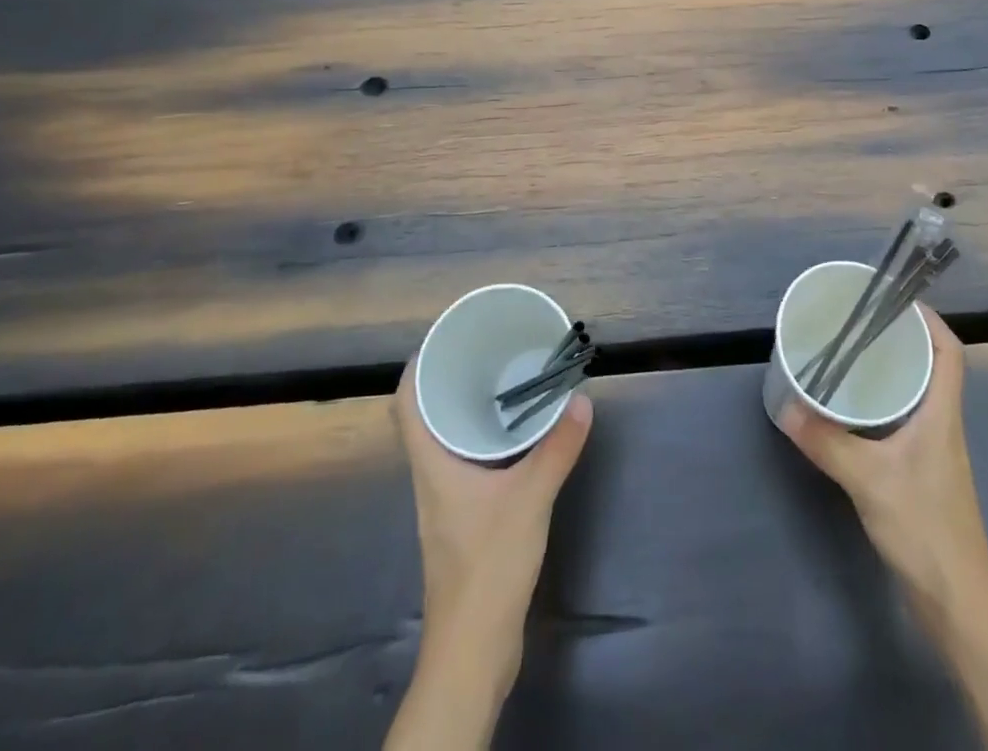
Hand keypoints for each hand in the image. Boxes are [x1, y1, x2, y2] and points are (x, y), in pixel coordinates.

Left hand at [393, 365, 592, 656]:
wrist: (473, 649)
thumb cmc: (488, 566)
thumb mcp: (530, 499)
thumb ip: (557, 448)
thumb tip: (581, 400)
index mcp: (432, 464)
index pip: (406, 403)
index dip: (418, 365)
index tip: (447, 337)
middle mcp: (432, 476)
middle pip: (426, 417)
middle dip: (450, 380)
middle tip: (486, 351)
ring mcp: (446, 501)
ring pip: (447, 440)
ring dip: (469, 410)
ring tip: (504, 382)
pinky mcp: (464, 520)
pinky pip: (468, 462)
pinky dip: (486, 440)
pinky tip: (517, 438)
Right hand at [781, 308, 987, 621]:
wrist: (957, 602)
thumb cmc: (923, 528)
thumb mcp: (868, 479)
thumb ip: (826, 442)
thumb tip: (786, 406)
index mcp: (942, 414)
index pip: (949, 352)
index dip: (929, 319)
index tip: (894, 300)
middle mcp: (943, 425)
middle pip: (932, 367)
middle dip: (901, 339)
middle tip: (860, 323)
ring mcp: (935, 451)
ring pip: (918, 394)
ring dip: (892, 371)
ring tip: (852, 356)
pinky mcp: (923, 473)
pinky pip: (905, 420)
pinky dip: (884, 405)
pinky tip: (854, 412)